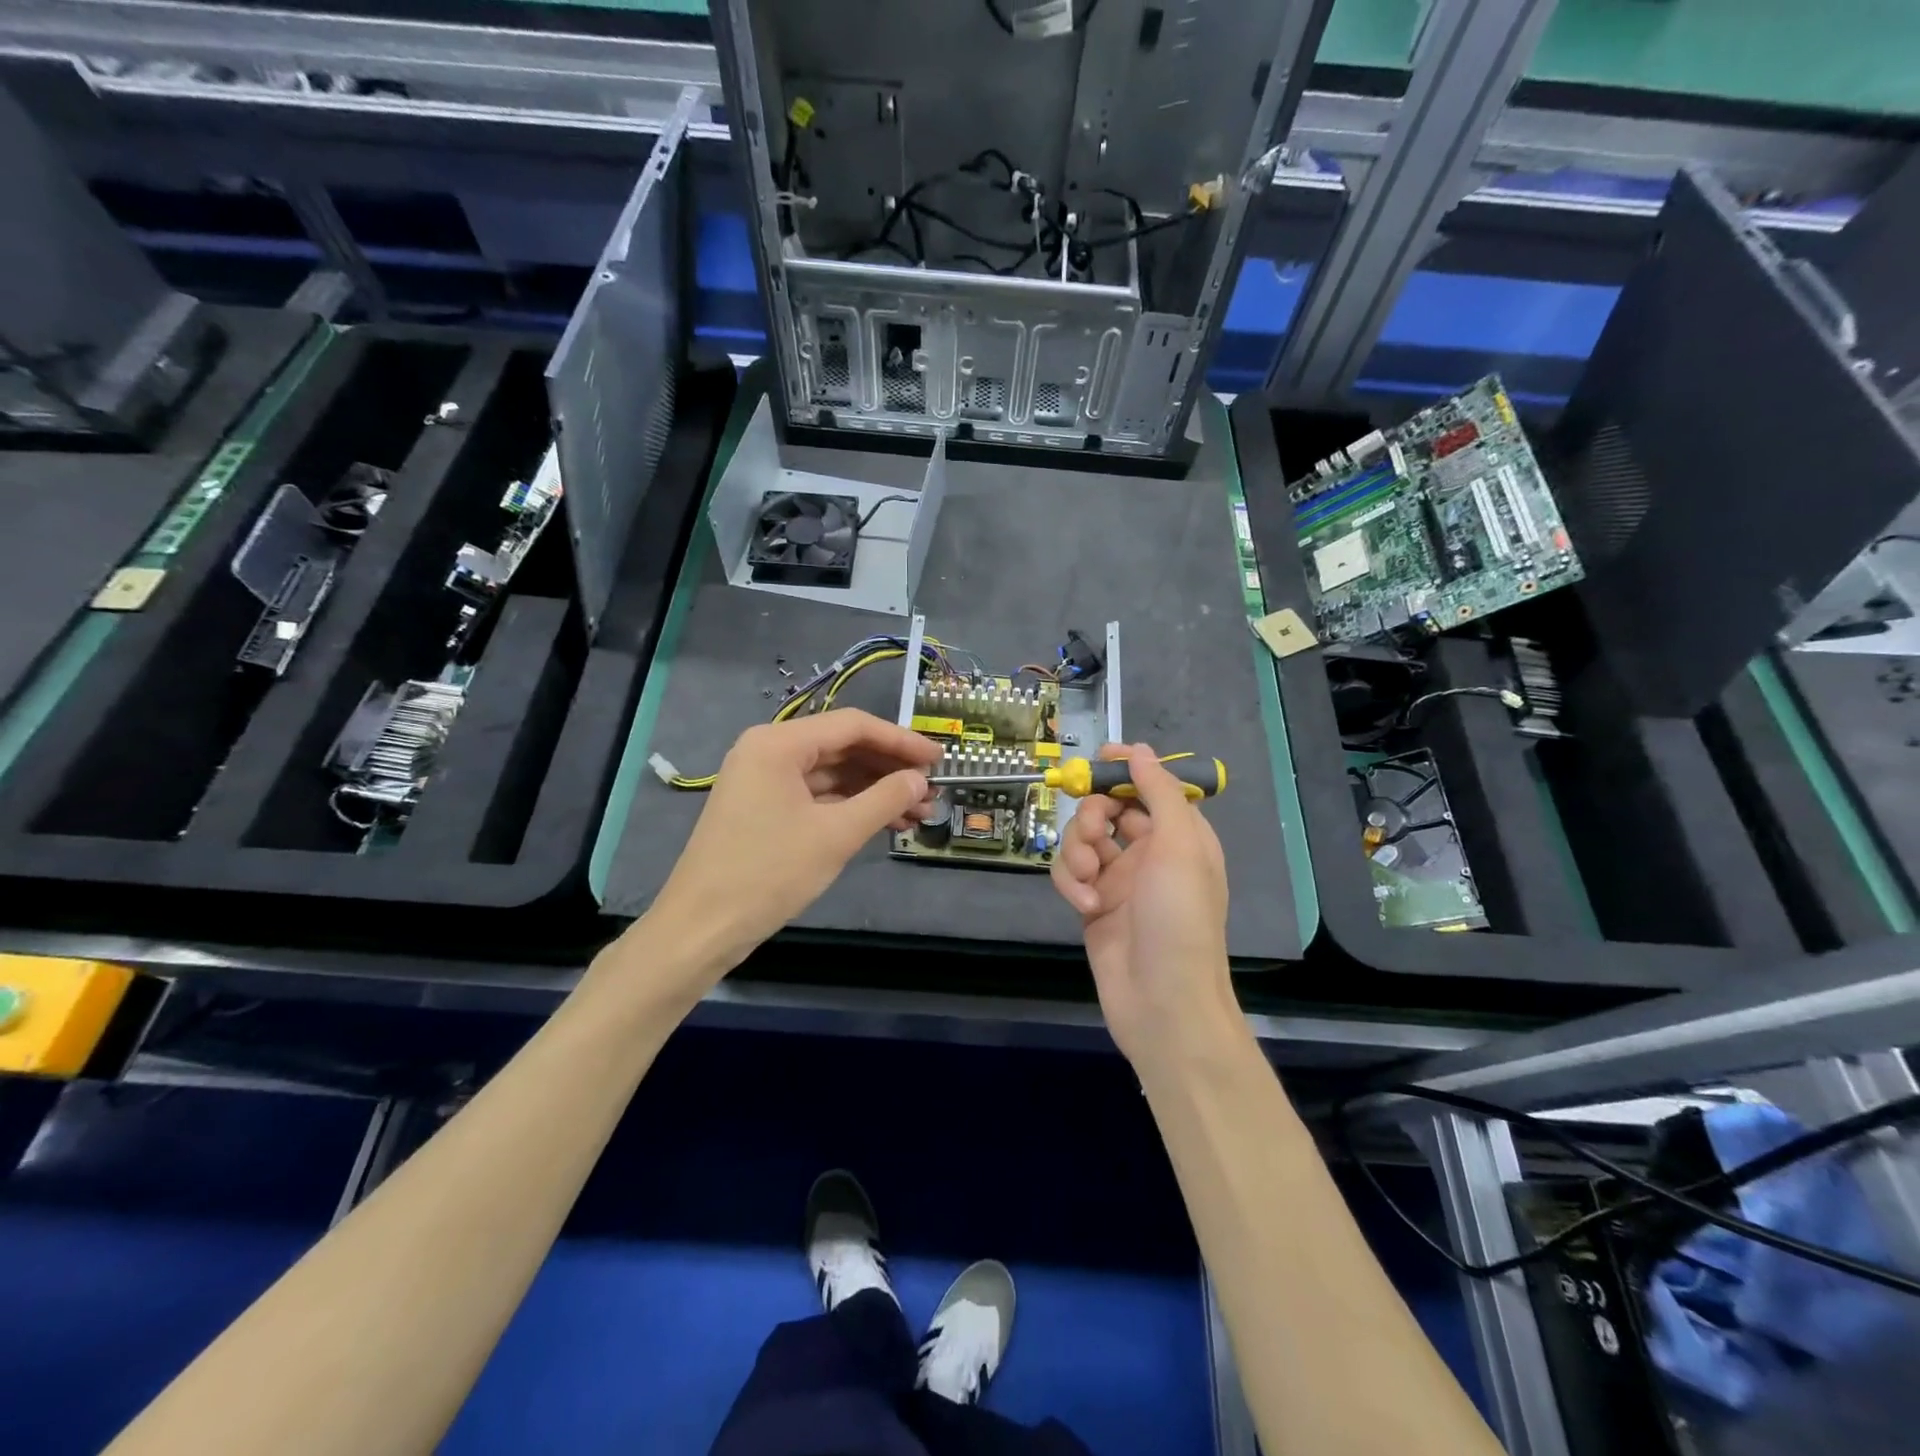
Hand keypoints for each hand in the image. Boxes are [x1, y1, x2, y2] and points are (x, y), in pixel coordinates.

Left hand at [640, 710, 941, 990]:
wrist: (702, 928)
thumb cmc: (769, 873)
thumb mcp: (836, 835)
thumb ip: (884, 799)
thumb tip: (919, 779)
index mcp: (779, 743)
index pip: (853, 726)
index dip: (901, 741)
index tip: (939, 758)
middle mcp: (769, 750)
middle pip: (843, 747)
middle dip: (890, 769)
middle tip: (931, 790)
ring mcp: (765, 780)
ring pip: (833, 774)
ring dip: (875, 790)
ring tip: (919, 812)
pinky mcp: (765, 807)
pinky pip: (817, 795)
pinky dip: (851, 806)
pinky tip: (887, 822)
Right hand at [1050, 743, 1240, 1072]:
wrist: (1163, 1001)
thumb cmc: (1180, 918)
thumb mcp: (1179, 847)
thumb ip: (1159, 793)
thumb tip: (1139, 750)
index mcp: (1180, 835)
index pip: (1148, 787)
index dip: (1124, 770)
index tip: (1097, 760)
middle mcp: (1148, 852)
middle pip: (1107, 809)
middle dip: (1093, 816)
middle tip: (1094, 832)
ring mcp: (1118, 879)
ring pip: (1082, 840)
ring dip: (1078, 853)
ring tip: (1089, 881)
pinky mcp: (1092, 904)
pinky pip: (1070, 875)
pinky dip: (1071, 884)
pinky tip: (1085, 907)